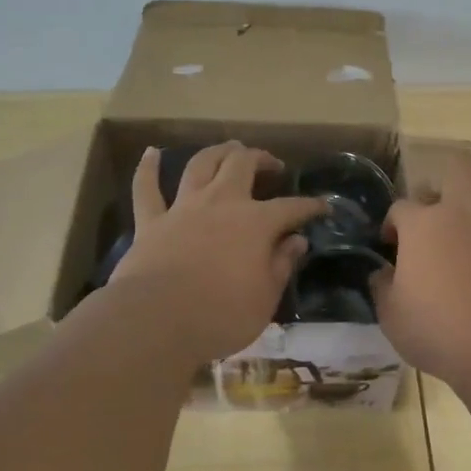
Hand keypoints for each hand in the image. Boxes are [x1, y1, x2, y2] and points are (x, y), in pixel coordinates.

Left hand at [109, 143, 324, 364]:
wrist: (156, 321)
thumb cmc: (221, 316)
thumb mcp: (265, 298)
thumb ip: (281, 265)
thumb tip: (297, 241)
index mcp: (256, 223)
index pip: (292, 208)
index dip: (311, 206)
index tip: (324, 207)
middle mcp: (221, 203)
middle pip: (242, 165)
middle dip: (261, 159)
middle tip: (272, 165)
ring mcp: (183, 208)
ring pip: (201, 165)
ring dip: (217, 152)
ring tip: (229, 148)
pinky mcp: (150, 222)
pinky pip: (146, 188)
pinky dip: (148, 168)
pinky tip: (151, 152)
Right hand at [374, 149, 470, 386]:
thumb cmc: (438, 330)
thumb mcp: (392, 316)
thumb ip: (383, 288)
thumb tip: (382, 274)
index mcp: (422, 226)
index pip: (401, 207)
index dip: (394, 222)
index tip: (392, 243)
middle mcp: (462, 212)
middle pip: (458, 167)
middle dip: (450, 173)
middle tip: (444, 198)